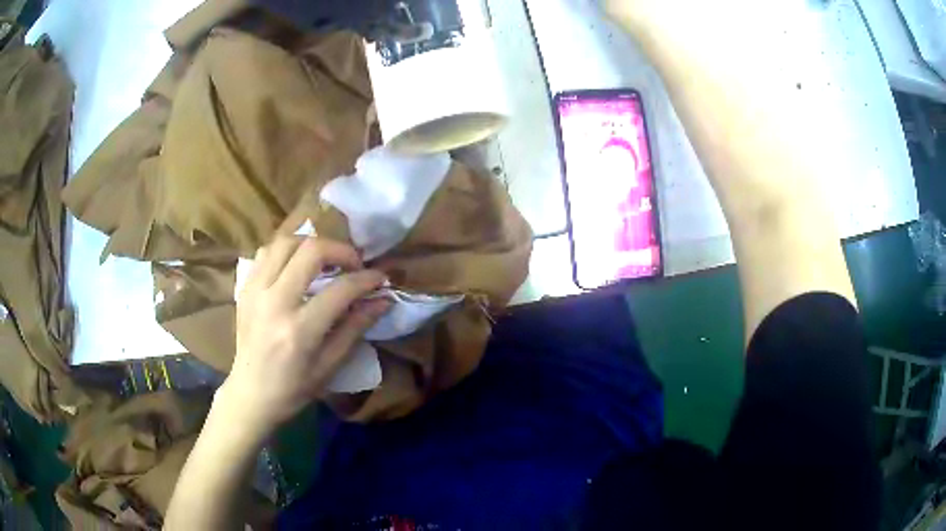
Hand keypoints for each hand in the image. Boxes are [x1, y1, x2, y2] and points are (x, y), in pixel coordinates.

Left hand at [215, 235, 389, 443]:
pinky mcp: (245, 288)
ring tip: (326, 261)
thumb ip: (355, 328)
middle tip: (353, 264)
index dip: (366, 279)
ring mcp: (255, 291)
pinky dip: (288, 251)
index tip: (380, 278)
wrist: (250, 393)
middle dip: (340, 250)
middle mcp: (274, 303)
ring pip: (286, 242)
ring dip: (312, 245)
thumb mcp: (330, 365)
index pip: (340, 289)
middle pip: (310, 250)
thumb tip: (383, 300)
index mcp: (299, 330)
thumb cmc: (293, 388)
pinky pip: (267, 252)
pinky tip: (298, 266)